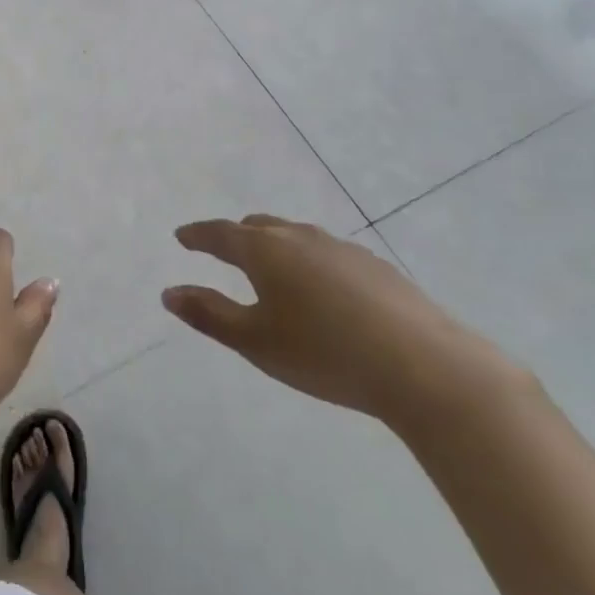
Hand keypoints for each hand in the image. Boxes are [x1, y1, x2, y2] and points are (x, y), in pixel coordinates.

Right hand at [162, 214, 520, 427]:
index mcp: (265, 250)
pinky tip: (324, 291)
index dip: (198, 235)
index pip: (220, 233)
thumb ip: (209, 314)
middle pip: (259, 227)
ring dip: (276, 246)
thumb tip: (169, 293)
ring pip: (297, 236)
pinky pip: (328, 254)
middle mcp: (301, 237)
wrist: (425, 368)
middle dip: (236, 236)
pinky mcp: (377, 267)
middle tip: (223, 249)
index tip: (182, 236)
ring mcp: (342, 249)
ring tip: (273, 268)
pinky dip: (311, 262)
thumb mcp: (256, 341)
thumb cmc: (324, 354)